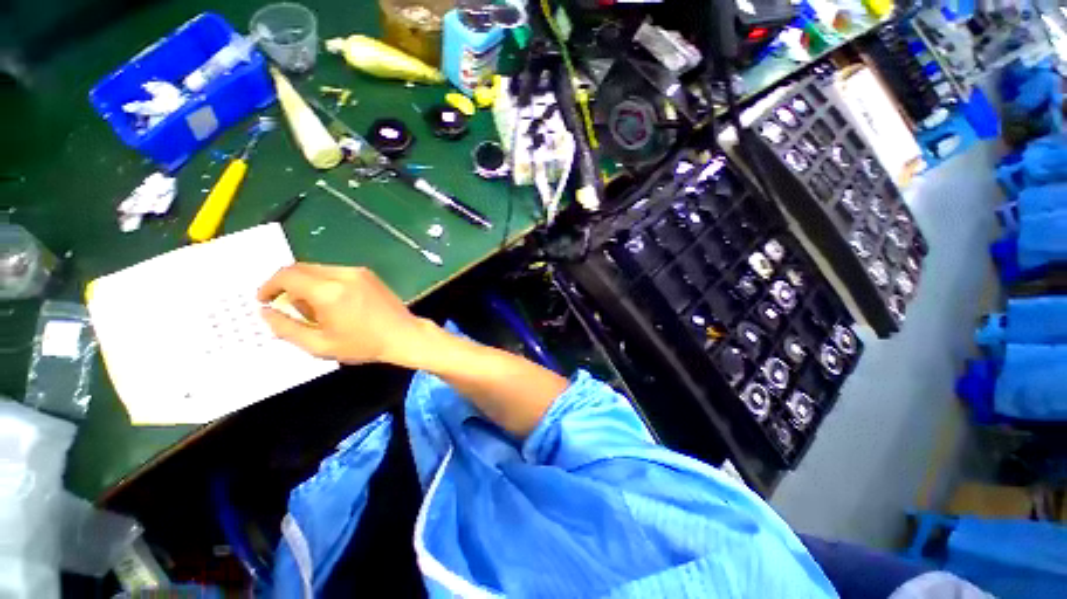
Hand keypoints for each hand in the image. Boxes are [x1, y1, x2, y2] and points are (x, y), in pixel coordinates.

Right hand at [257, 263, 428, 364]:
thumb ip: (286, 328)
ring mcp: (358, 271)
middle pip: (300, 268)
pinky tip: (333, 302)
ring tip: (314, 308)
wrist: (404, 335)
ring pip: (318, 268)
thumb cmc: (363, 344)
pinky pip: (336, 271)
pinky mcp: (368, 274)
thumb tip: (265, 312)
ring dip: (306, 283)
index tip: (264, 300)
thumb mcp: (320, 345)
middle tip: (288, 307)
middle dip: (286, 284)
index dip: (268, 286)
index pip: (286, 275)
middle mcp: (343, 274)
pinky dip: (324, 282)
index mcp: (328, 291)